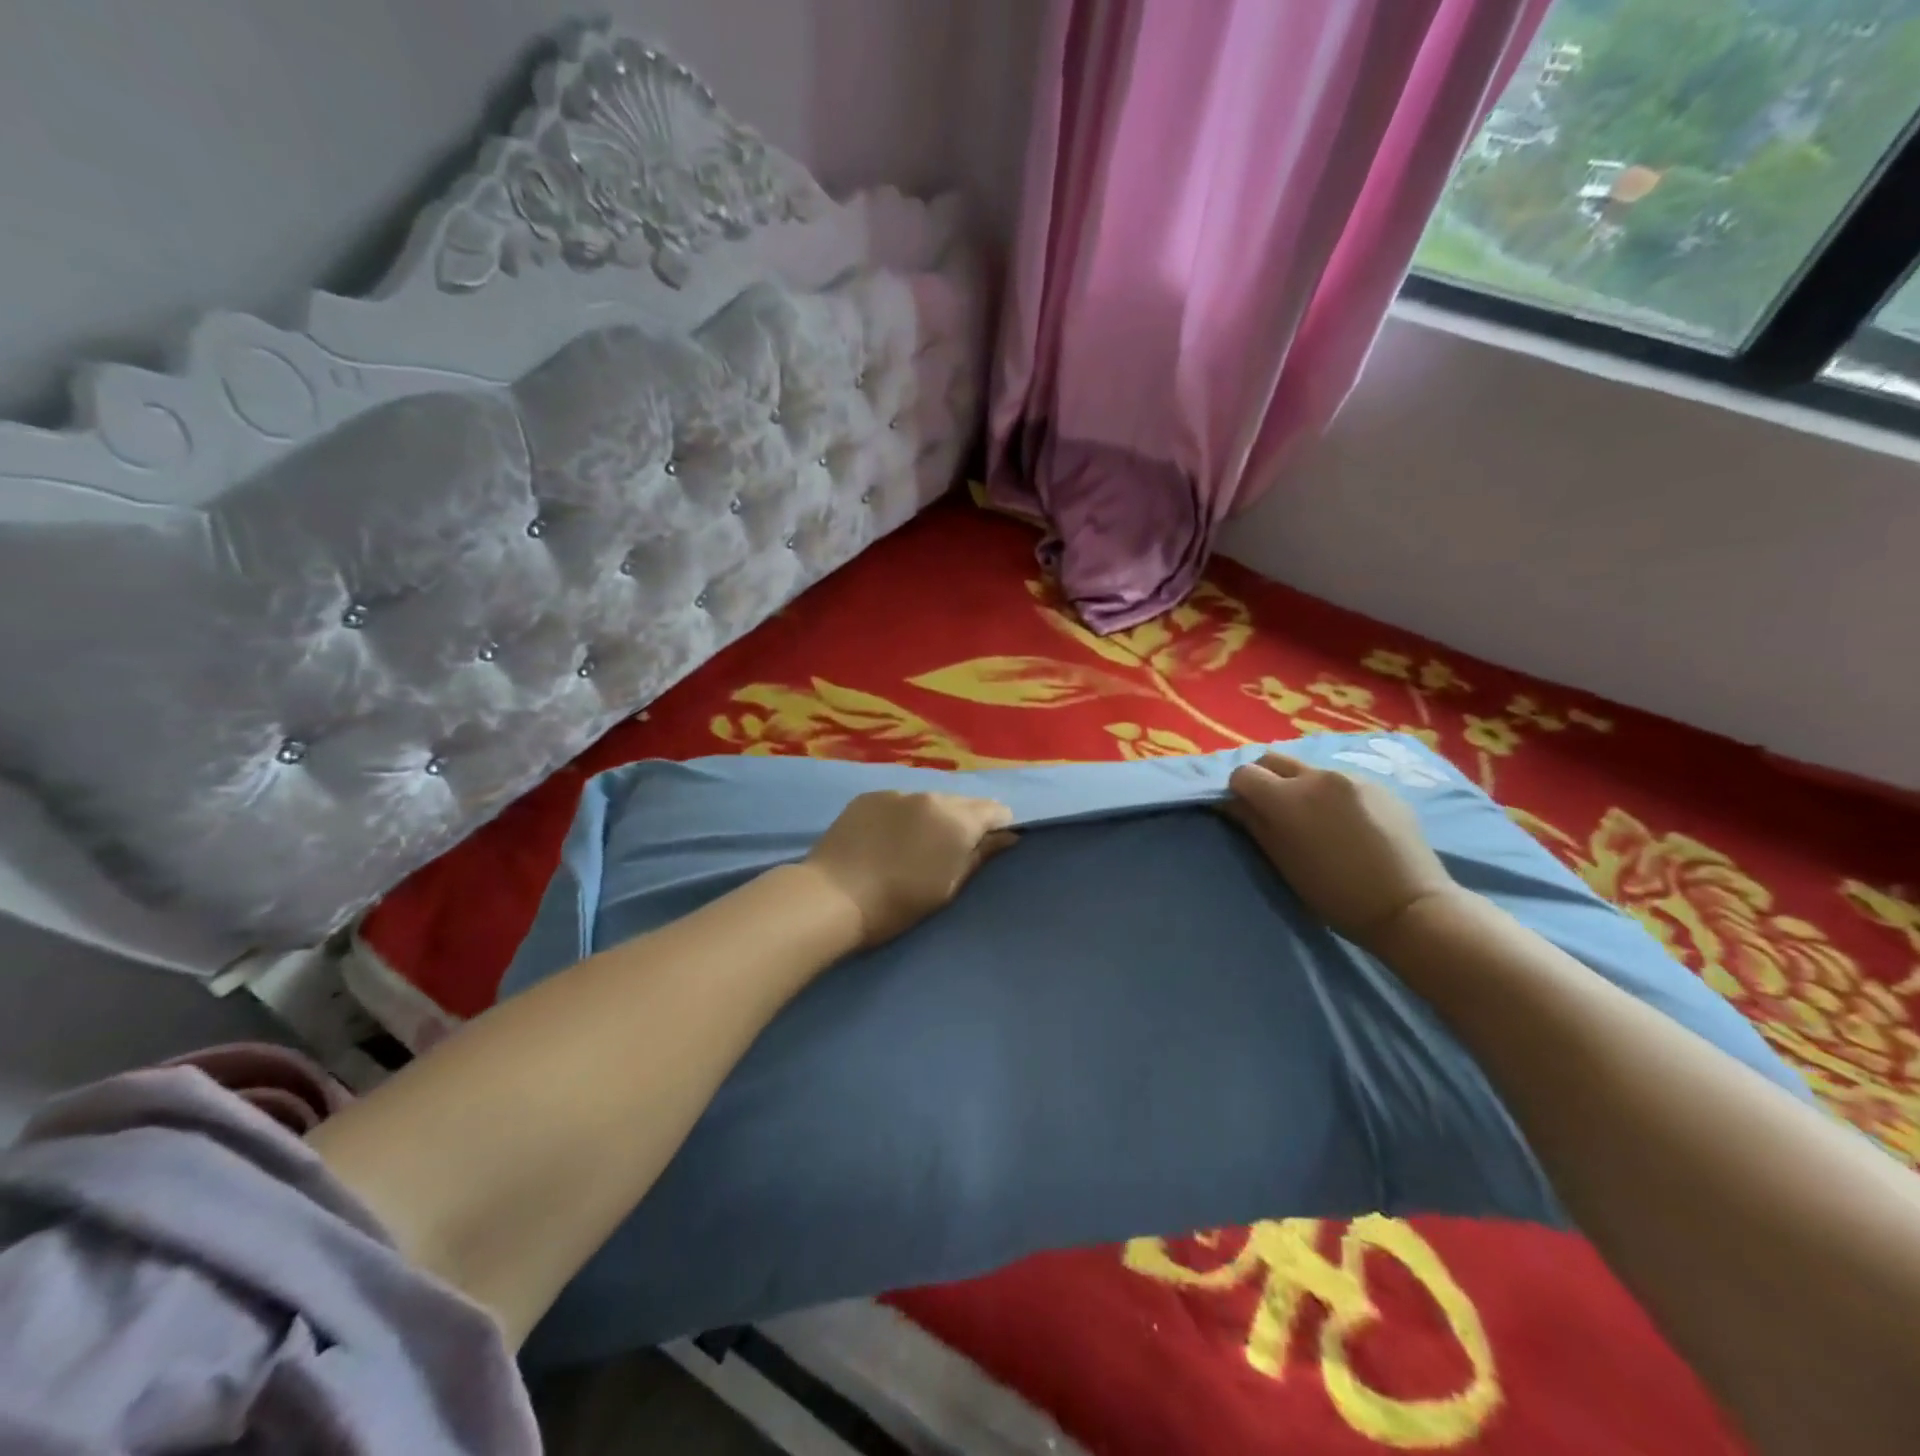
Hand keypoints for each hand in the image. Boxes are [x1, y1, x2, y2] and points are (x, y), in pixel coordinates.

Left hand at [803, 791, 1017, 946]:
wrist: (834, 897)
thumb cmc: (899, 903)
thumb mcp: (949, 887)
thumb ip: (980, 856)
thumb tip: (1009, 836)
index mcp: (958, 820)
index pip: (995, 810)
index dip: (999, 826)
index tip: (992, 845)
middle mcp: (931, 797)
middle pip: (962, 802)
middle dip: (966, 820)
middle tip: (954, 849)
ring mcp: (897, 793)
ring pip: (929, 800)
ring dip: (932, 816)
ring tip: (919, 843)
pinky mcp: (868, 797)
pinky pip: (898, 802)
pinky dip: (902, 815)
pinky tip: (889, 838)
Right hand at [1223, 752, 1458, 948]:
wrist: (1408, 906)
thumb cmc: (1334, 894)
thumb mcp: (1282, 861)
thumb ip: (1253, 823)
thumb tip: (1231, 802)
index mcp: (1286, 797)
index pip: (1244, 773)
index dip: (1238, 791)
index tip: (1244, 812)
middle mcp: (1316, 776)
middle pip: (1273, 759)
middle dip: (1264, 778)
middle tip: (1272, 810)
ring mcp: (1351, 777)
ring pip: (1309, 769)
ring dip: (1300, 786)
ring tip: (1316, 820)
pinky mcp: (1379, 785)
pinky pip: (1341, 781)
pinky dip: (1332, 795)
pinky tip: (1348, 824)